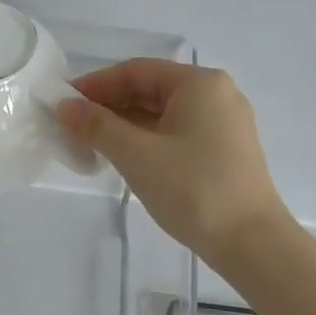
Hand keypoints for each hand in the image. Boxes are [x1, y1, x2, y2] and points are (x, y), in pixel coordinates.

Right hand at [56, 59, 286, 262]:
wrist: (252, 243)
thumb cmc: (193, 189)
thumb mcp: (137, 155)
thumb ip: (97, 126)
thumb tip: (64, 106)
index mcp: (199, 84)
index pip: (136, 71)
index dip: (96, 84)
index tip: (63, 103)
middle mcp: (216, 95)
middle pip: (151, 89)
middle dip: (109, 106)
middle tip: (72, 125)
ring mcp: (224, 124)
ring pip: (163, 114)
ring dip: (125, 125)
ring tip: (90, 143)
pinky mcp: (225, 151)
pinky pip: (177, 133)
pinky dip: (147, 140)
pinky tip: (124, 158)